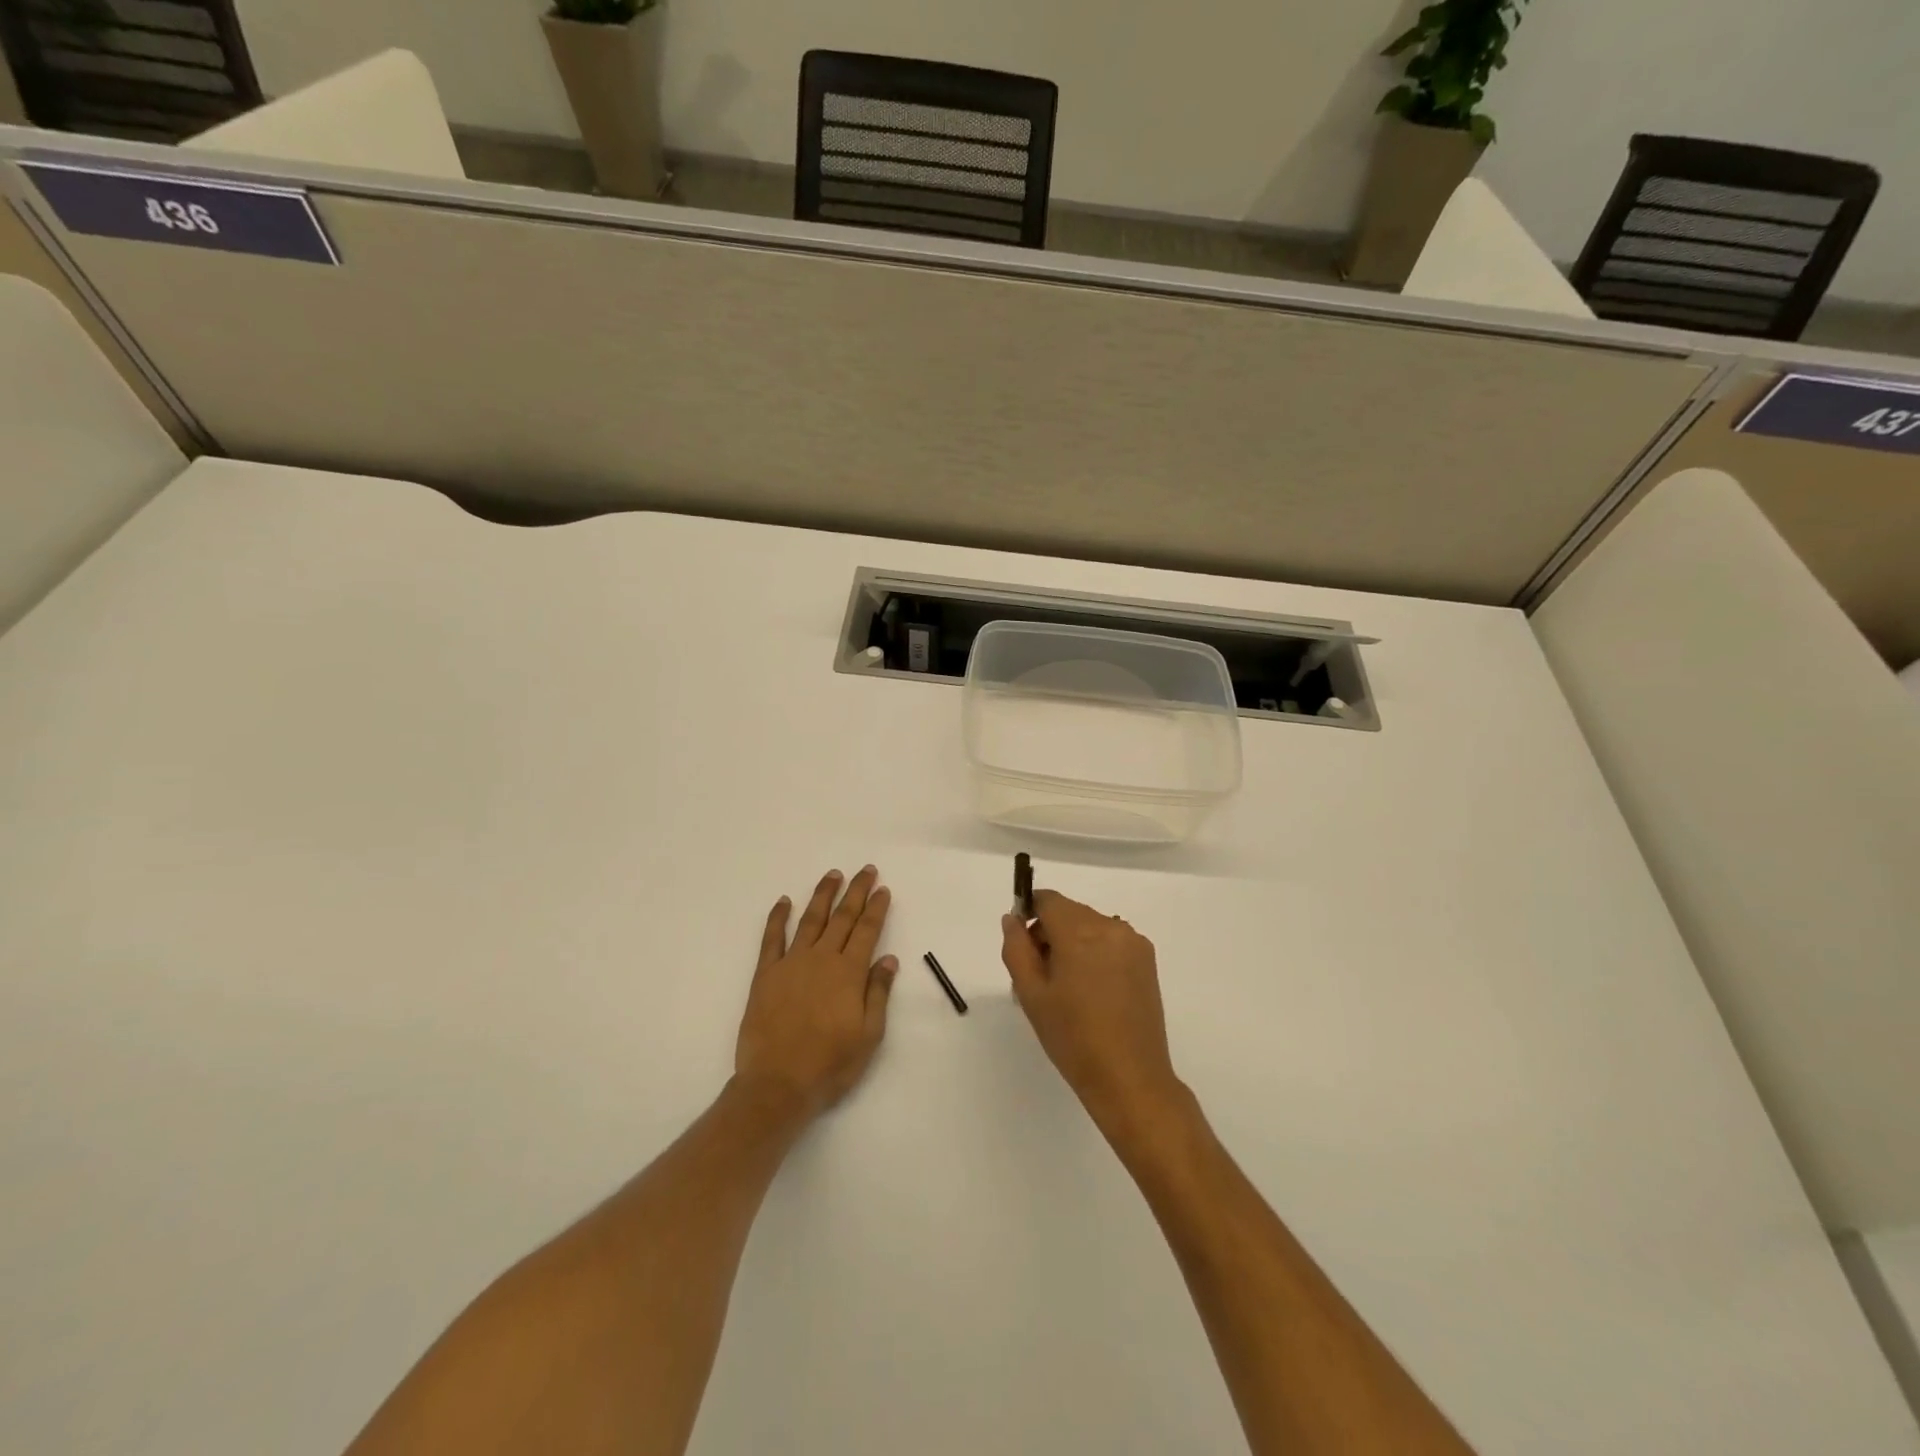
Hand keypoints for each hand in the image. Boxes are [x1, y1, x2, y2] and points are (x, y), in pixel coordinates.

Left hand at [735, 866, 897, 1119]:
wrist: (777, 1085)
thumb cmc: (830, 1065)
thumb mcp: (868, 1035)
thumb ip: (878, 993)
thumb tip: (888, 958)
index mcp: (849, 973)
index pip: (867, 931)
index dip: (876, 908)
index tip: (883, 889)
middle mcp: (822, 959)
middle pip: (842, 917)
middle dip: (856, 892)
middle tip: (865, 870)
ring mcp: (791, 963)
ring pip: (811, 920)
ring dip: (823, 895)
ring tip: (833, 875)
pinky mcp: (766, 974)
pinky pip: (772, 938)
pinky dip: (778, 917)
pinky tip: (784, 901)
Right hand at [1000, 890, 1183, 1131]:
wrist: (1130, 1079)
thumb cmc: (1073, 1038)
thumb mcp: (1031, 994)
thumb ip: (1016, 948)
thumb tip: (1013, 919)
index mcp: (1080, 931)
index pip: (1048, 900)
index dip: (1029, 914)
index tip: (1022, 945)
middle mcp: (1110, 927)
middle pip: (1069, 912)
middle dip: (1050, 933)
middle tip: (1039, 976)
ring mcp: (1133, 943)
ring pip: (1090, 926)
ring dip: (1073, 943)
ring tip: (1067, 989)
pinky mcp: (1147, 961)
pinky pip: (1111, 941)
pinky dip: (1095, 953)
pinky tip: (1092, 992)